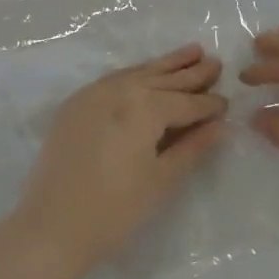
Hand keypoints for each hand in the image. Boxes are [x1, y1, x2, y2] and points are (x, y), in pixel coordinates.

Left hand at [13, 44, 226, 273]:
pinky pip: (114, 79)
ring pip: (138, 73)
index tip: (227, 102)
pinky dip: (136, 74)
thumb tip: (221, 126)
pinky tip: (148, 73)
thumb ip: (193, 147)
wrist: (51, 226)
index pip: (186, 103)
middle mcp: (121, 90)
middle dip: (191, 73)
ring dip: (166, 65)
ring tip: (191, 52)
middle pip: (163, 79)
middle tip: (215, 62)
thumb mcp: (162, 180)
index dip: (209, 105)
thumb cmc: (115, 210)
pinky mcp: (76, 103)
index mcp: (145, 107)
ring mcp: (94, 93)